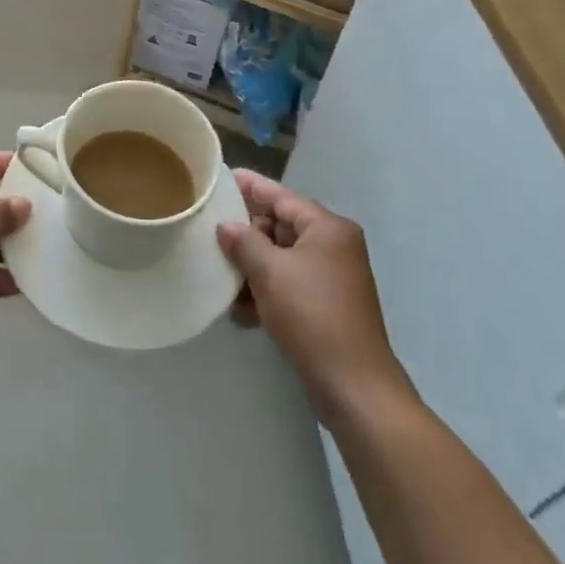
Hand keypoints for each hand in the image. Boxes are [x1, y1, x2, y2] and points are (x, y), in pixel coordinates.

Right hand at [217, 171, 408, 417]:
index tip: (221, 177)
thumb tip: (226, 227)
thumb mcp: (270, 272)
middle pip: (280, 226)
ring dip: (252, 266)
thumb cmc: (312, 315)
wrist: (354, 386)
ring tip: (220, 273)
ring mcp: (331, 277)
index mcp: (327, 228)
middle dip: (246, 233)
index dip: (250, 186)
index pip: (281, 196)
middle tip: (210, 232)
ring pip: (281, 258)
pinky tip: (240, 309)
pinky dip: (265, 291)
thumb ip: (244, 242)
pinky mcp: (326, 306)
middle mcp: (333, 246)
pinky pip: (288, 284)